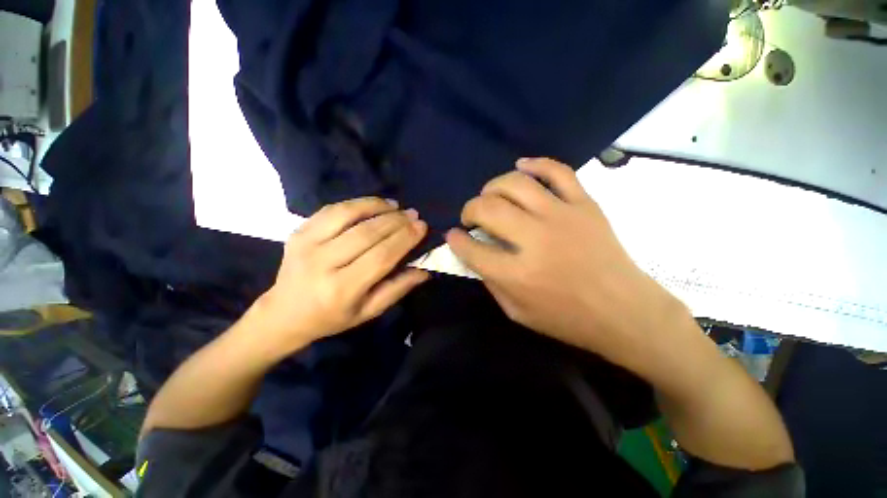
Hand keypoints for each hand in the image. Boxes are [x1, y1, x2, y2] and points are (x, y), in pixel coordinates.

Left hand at [255, 197, 428, 354]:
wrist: (284, 312)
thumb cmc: (332, 317)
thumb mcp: (368, 311)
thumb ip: (397, 290)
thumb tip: (423, 271)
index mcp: (341, 289)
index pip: (381, 257)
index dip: (404, 239)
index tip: (422, 226)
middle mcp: (322, 263)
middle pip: (367, 233)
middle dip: (396, 221)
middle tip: (414, 214)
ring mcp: (306, 243)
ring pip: (348, 215)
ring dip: (377, 206)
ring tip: (396, 206)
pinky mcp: (299, 231)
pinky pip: (332, 210)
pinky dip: (357, 203)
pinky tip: (374, 204)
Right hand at [446, 158, 690, 372]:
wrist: (625, 312)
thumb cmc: (567, 319)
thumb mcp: (517, 313)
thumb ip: (491, 282)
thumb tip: (473, 253)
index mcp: (517, 274)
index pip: (471, 249)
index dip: (455, 240)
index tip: (453, 235)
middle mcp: (535, 240)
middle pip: (488, 209)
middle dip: (469, 210)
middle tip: (470, 218)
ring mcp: (562, 217)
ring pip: (515, 184)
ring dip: (492, 187)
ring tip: (489, 196)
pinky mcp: (585, 205)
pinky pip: (557, 171)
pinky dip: (535, 164)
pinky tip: (521, 167)